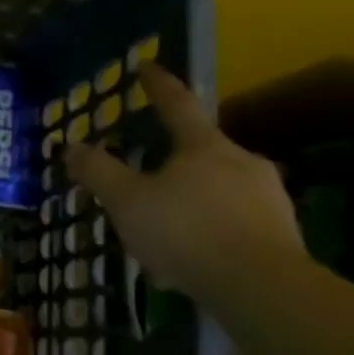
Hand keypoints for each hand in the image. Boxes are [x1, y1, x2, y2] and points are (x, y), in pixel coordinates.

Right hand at [64, 62, 305, 303]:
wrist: (262, 289)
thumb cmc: (186, 232)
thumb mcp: (127, 201)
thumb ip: (98, 172)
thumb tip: (71, 146)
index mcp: (204, 146)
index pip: (177, 104)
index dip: (158, 85)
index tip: (146, 66)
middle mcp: (242, 162)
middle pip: (200, 151)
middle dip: (172, 160)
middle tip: (146, 176)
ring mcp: (268, 199)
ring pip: (217, 190)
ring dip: (189, 202)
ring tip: (161, 231)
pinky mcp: (282, 236)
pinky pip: (233, 223)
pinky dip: (208, 233)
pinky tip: (188, 261)